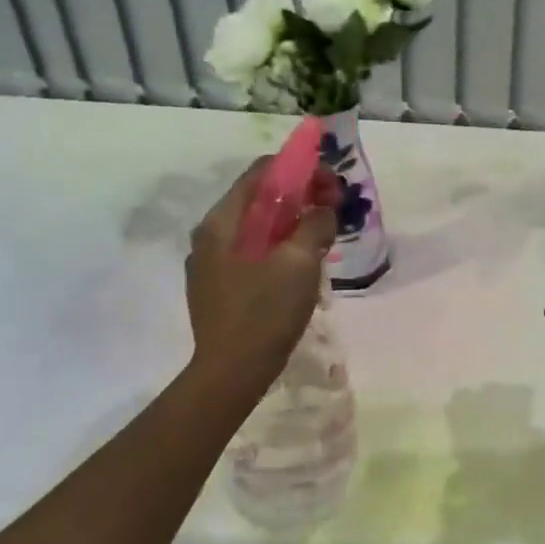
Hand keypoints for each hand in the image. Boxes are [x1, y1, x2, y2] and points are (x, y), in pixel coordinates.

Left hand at [186, 158, 339, 393]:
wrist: (232, 373)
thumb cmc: (265, 312)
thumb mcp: (299, 262)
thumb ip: (315, 225)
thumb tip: (324, 209)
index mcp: (222, 221)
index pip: (261, 172)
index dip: (300, 170)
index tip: (331, 185)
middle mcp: (210, 235)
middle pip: (259, 198)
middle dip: (300, 197)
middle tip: (333, 211)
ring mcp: (211, 263)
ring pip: (258, 227)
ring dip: (292, 223)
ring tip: (322, 238)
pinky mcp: (219, 286)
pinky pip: (253, 252)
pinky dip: (279, 247)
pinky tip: (301, 266)